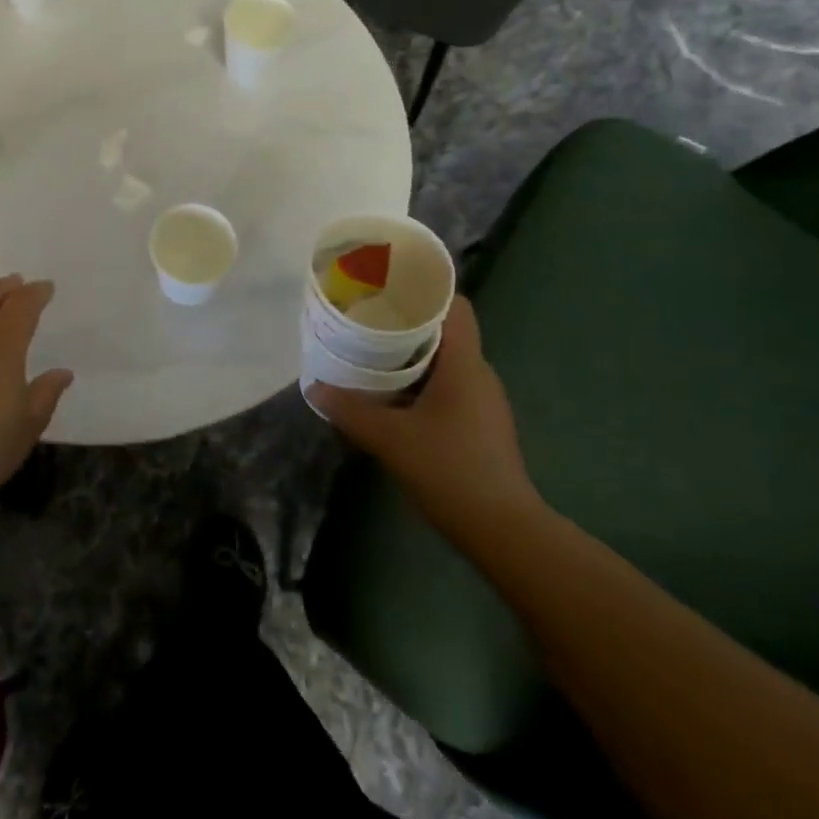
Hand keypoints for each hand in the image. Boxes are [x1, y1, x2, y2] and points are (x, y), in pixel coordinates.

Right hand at [307, 298, 542, 547]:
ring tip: (372, 356)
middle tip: (366, 321)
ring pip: (445, 362)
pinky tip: (392, 398)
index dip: (424, 290)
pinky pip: (448, 387)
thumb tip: (314, 388)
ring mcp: (484, 402)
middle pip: (445, 332)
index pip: (454, 306)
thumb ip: (349, 410)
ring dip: (412, 357)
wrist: (504, 531)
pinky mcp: (481, 426)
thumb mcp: (389, 438)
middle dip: (406, 324)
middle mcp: (480, 375)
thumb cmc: (450, 470)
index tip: (387, 287)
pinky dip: (420, 383)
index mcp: (465, 364)